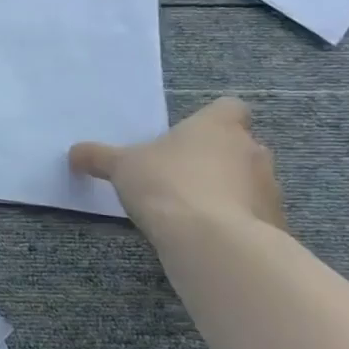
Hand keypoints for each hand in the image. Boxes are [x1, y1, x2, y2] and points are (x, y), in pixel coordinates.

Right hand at [70, 96, 285, 235]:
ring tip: (193, 212)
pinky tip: (209, 236)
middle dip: (217, 159)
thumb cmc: (166, 185)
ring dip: (229, 191)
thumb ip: (98, 157)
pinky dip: (236, 222)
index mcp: (218, 125)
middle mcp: (251, 149)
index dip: (211, 120)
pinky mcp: (275, 222)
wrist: (210, 240)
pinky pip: (254, 215)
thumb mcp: (121, 167)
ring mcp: (269, 186)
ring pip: (248, 181)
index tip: (188, 138)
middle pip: (239, 145)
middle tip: (182, 177)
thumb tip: (74, 153)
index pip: (228, 108)